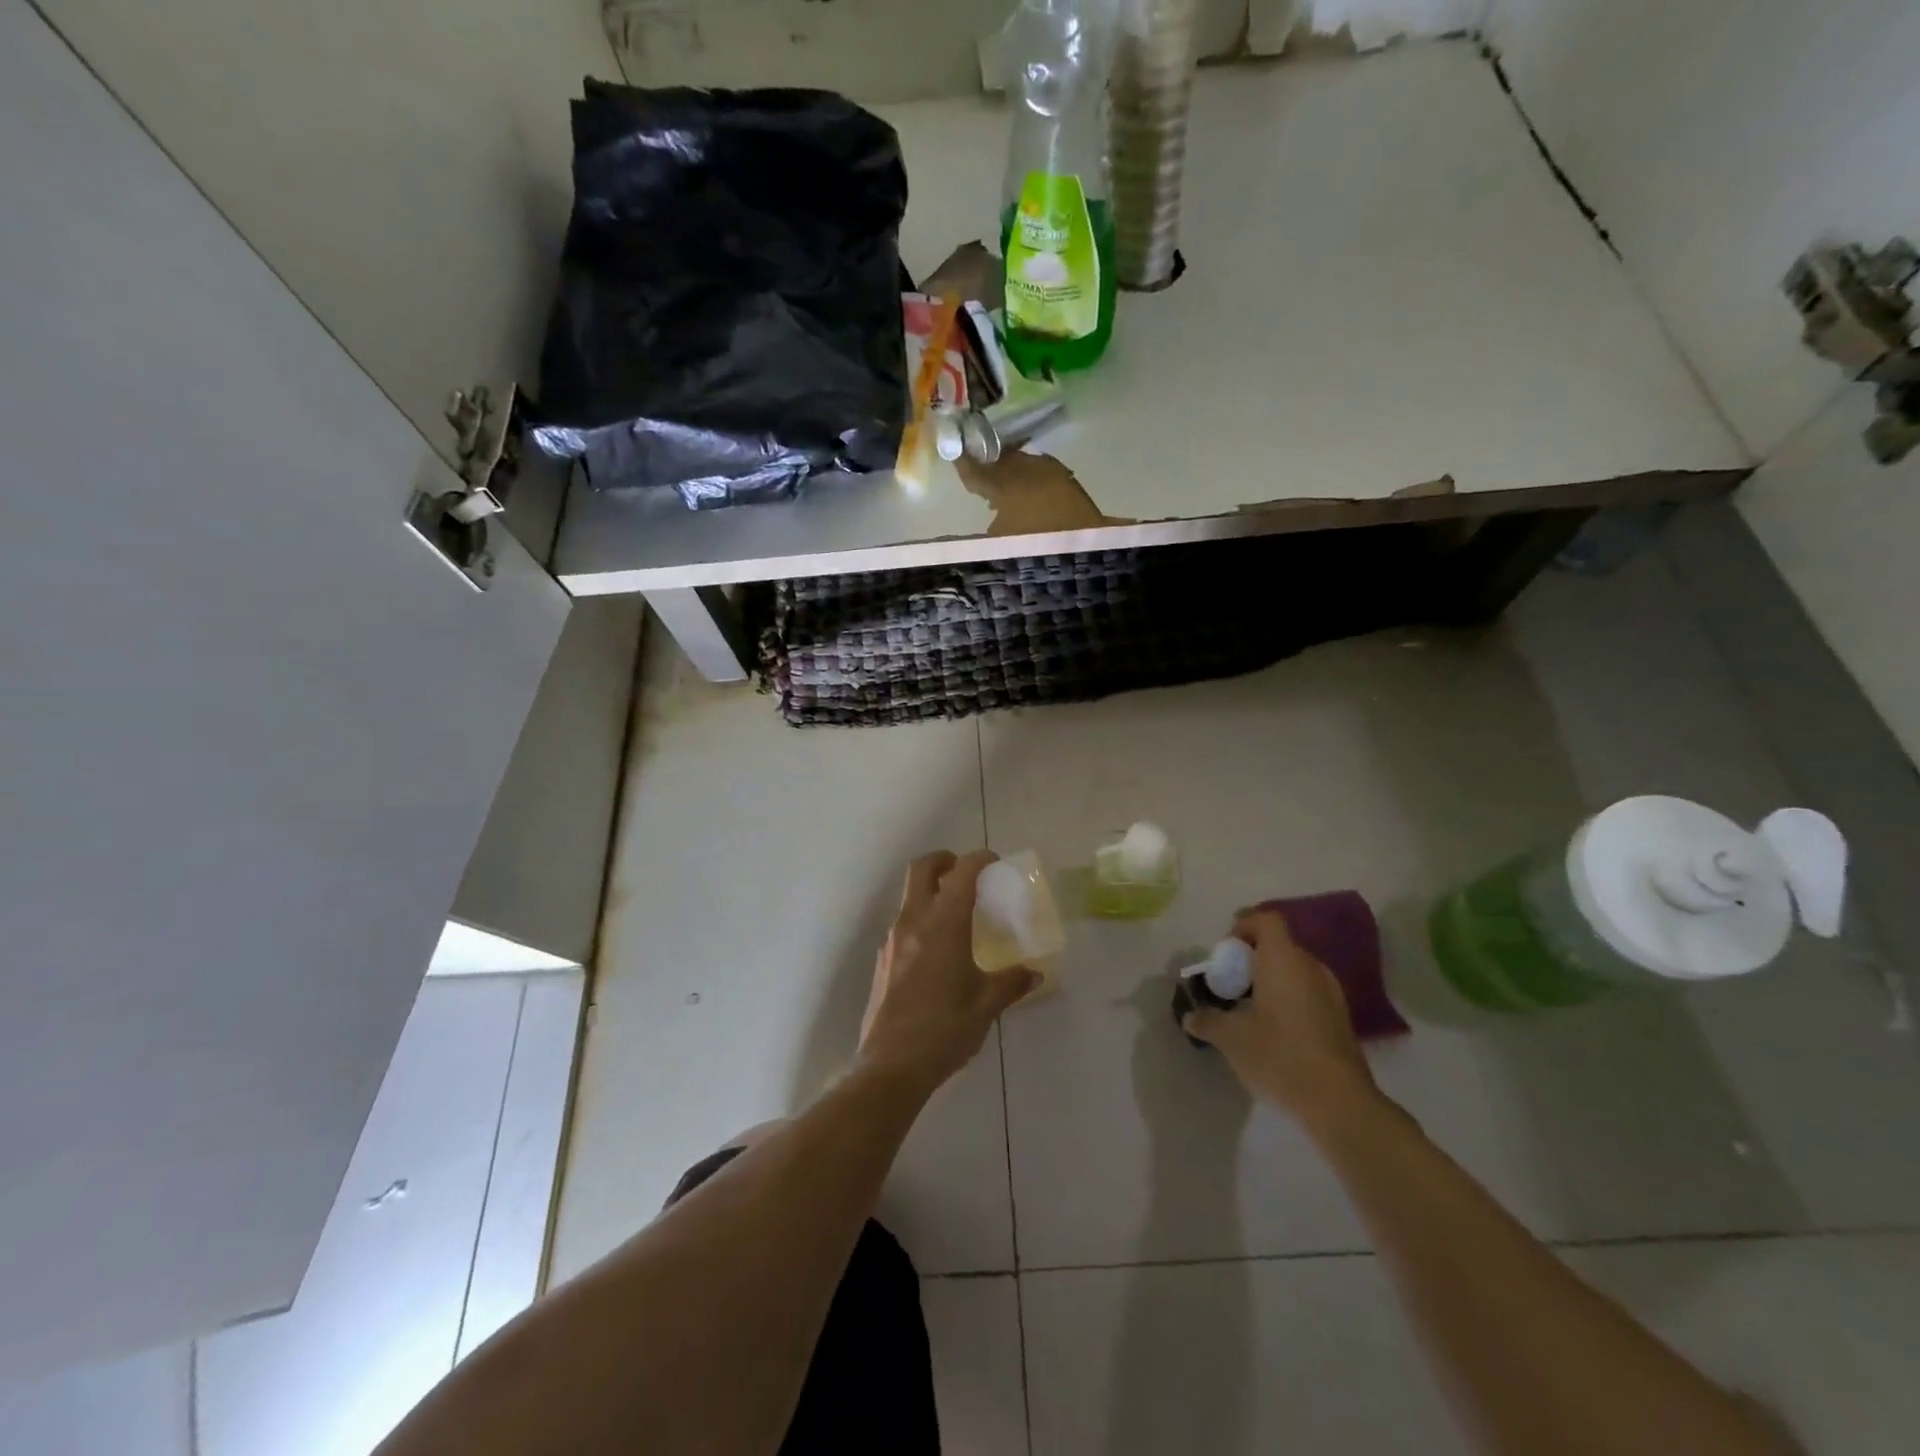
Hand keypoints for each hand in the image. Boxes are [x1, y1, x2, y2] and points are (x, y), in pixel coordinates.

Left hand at [858, 850, 1039, 1094]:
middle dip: (944, 860)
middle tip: (964, 871)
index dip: (978, 859)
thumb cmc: (945, 1029)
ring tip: (955, 912)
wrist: (891, 1065)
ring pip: (908, 895)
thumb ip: (1011, 982)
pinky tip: (937, 948)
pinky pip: (903, 923)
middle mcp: (913, 921)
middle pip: (921, 868)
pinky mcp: (882, 960)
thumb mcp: (986, 1005)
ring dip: (930, 890)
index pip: (961, 873)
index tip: (994, 862)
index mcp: (943, 924)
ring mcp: (892, 940)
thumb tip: (1034, 974)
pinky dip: (921, 918)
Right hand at [1181, 908, 1381, 1129]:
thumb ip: (1208, 1021)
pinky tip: (1274, 1030)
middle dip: (1253, 957)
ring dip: (1272, 979)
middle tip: (1231, 982)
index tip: (1226, 951)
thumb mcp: (1231, 1039)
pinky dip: (1289, 999)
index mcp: (1284, 960)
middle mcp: (1311, 968)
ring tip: (1250, 1008)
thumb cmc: (1279, 1056)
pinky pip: (1308, 992)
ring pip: (1296, 970)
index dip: (1244, 925)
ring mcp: (1331, 994)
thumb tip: (1190, 1017)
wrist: (1339, 1103)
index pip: (1266, 920)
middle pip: (1280, 945)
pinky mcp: (1341, 1020)